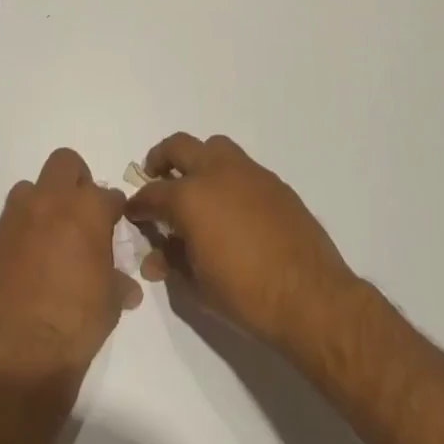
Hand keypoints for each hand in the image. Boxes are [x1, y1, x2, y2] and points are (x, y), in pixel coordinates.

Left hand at [0, 148, 141, 379]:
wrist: (18, 353)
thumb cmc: (76, 324)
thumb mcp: (110, 303)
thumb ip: (117, 281)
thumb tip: (126, 286)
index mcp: (87, 210)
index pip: (109, 195)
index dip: (113, 210)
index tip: (113, 225)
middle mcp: (51, 201)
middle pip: (65, 163)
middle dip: (76, 180)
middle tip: (81, 212)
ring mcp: (17, 217)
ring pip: (30, 188)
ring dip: (42, 203)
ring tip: (50, 236)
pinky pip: (10, 222)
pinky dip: (21, 232)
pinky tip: (26, 262)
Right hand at [127, 133, 357, 357]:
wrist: (310, 296)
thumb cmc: (245, 295)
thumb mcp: (197, 286)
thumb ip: (172, 262)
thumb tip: (156, 256)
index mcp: (190, 197)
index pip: (152, 194)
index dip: (138, 204)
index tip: (133, 212)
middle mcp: (215, 172)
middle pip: (178, 147)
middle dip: (161, 159)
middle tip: (156, 176)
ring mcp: (247, 172)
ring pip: (213, 146)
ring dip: (198, 159)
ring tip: (196, 184)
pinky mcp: (273, 181)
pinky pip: (241, 166)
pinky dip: (227, 176)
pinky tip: (232, 205)